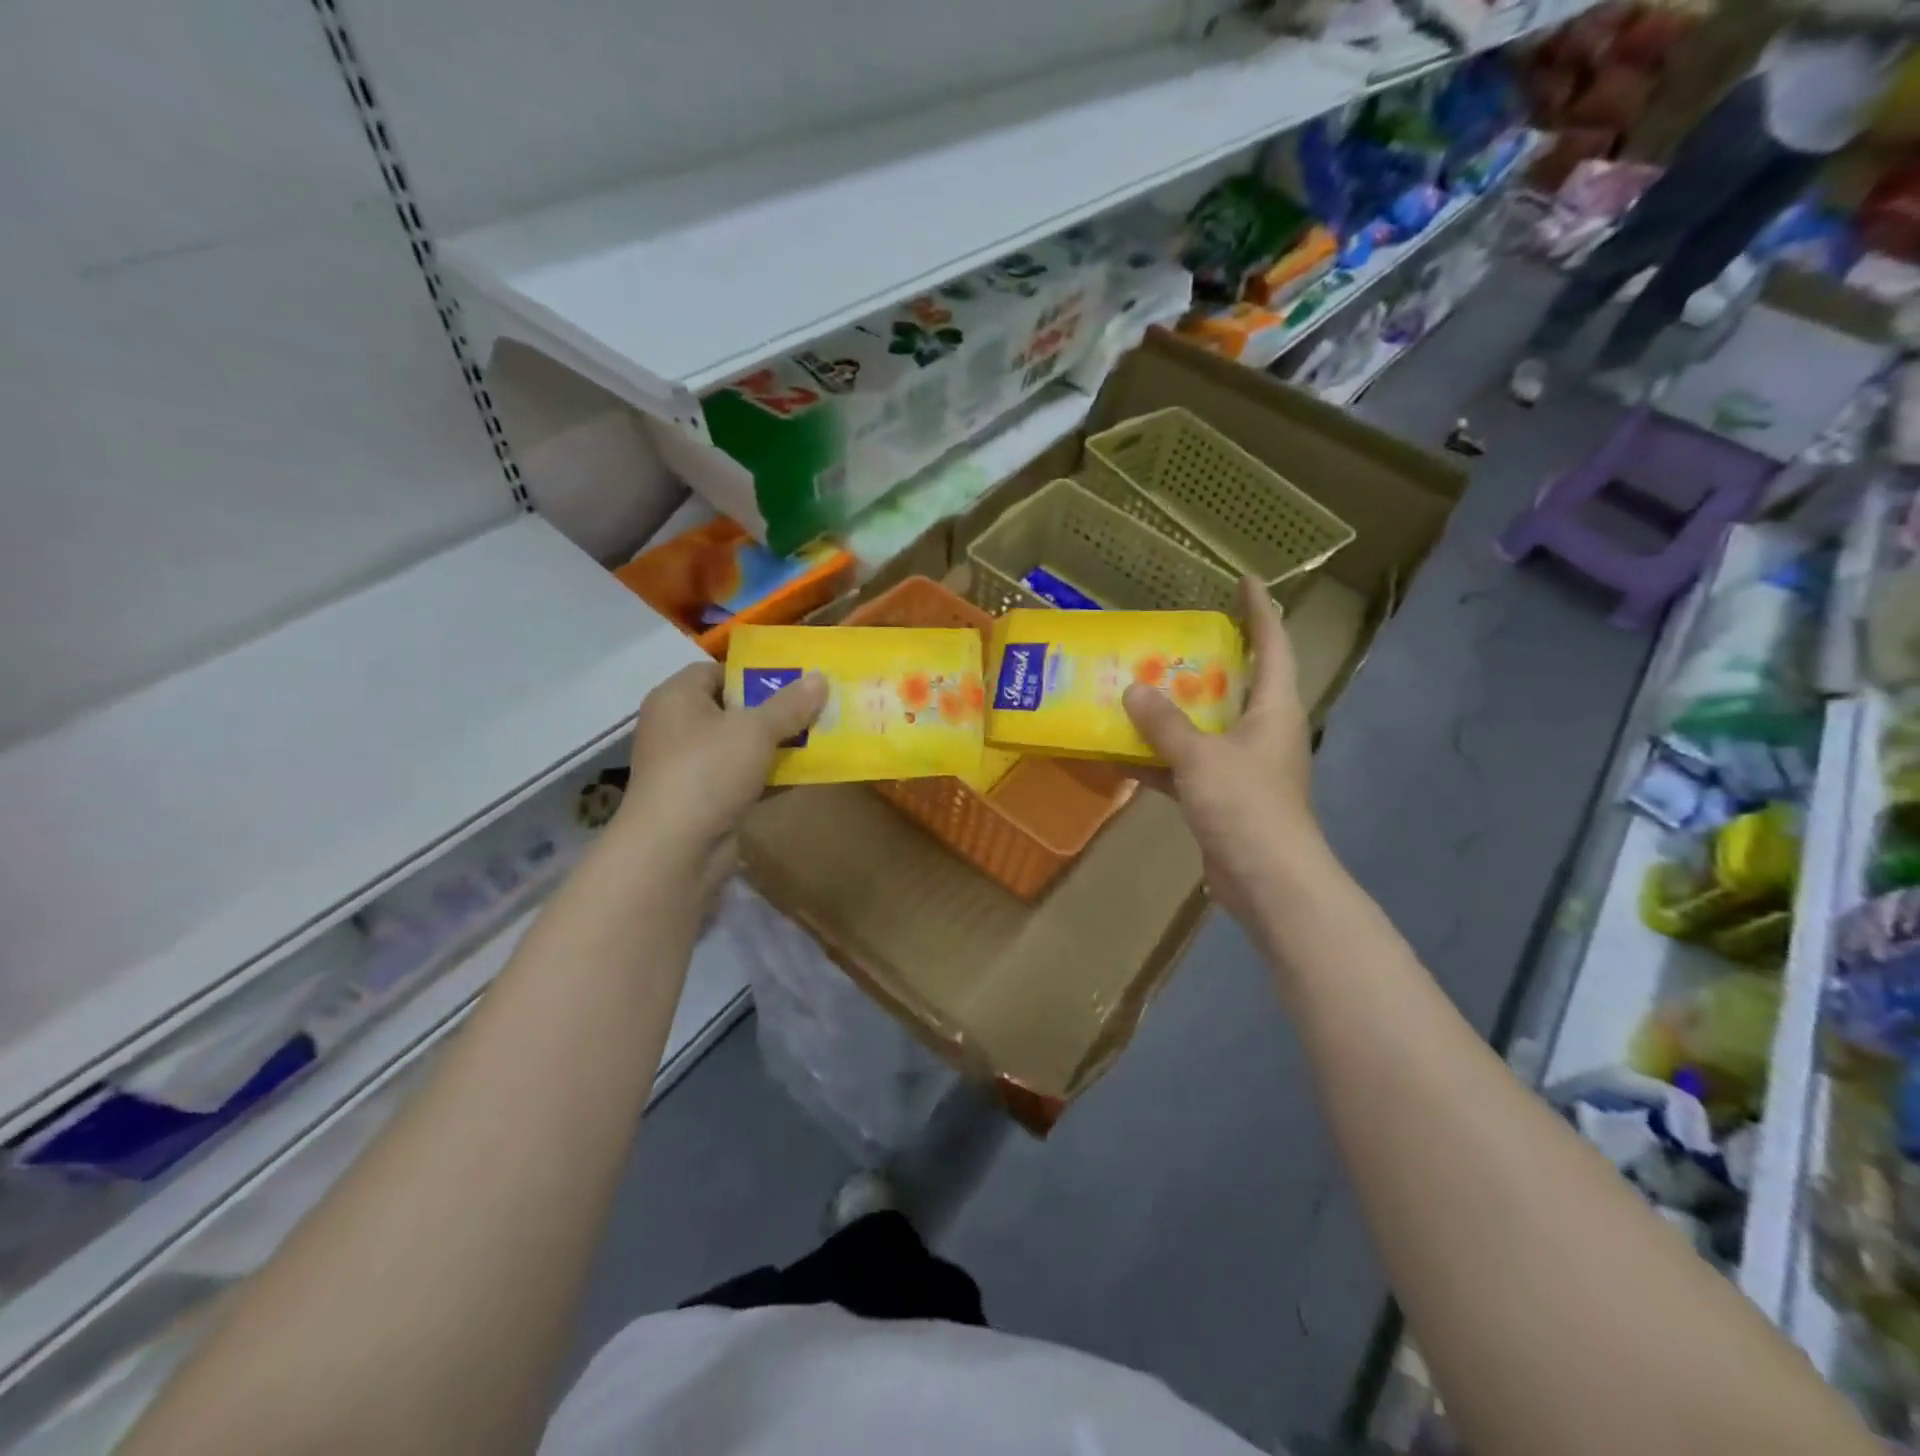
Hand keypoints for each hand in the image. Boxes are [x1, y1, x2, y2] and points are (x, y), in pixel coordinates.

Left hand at [616, 662, 825, 893]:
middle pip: (733, 709)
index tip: (793, 680)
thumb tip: (821, 677)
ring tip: (819, 738)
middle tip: (814, 708)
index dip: (754, 672)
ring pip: (741, 746)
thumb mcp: (755, 730)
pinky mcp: (703, 799)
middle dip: (774, 710)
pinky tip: (807, 775)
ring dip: (777, 744)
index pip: (716, 670)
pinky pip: (743, 777)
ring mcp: (689, 766)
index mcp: (677, 698)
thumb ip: (790, 704)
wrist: (675, 849)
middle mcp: (678, 727)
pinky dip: (770, 776)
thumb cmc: (708, 771)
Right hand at [1123, 578, 1319, 923]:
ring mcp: (1244, 767)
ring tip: (1137, 688)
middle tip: (1170, 639)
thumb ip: (1164, 723)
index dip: (1260, 611)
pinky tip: (1124, 754)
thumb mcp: (1200, 757)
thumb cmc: (1245, 806)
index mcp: (1274, 709)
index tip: (1245, 581)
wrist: (1268, 881)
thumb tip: (1133, 689)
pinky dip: (1162, 760)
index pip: (1273, 646)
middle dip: (1208, 661)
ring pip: (1207, 727)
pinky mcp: (1225, 797)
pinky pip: (1189, 766)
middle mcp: (1263, 732)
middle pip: (1237, 684)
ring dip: (1175, 713)